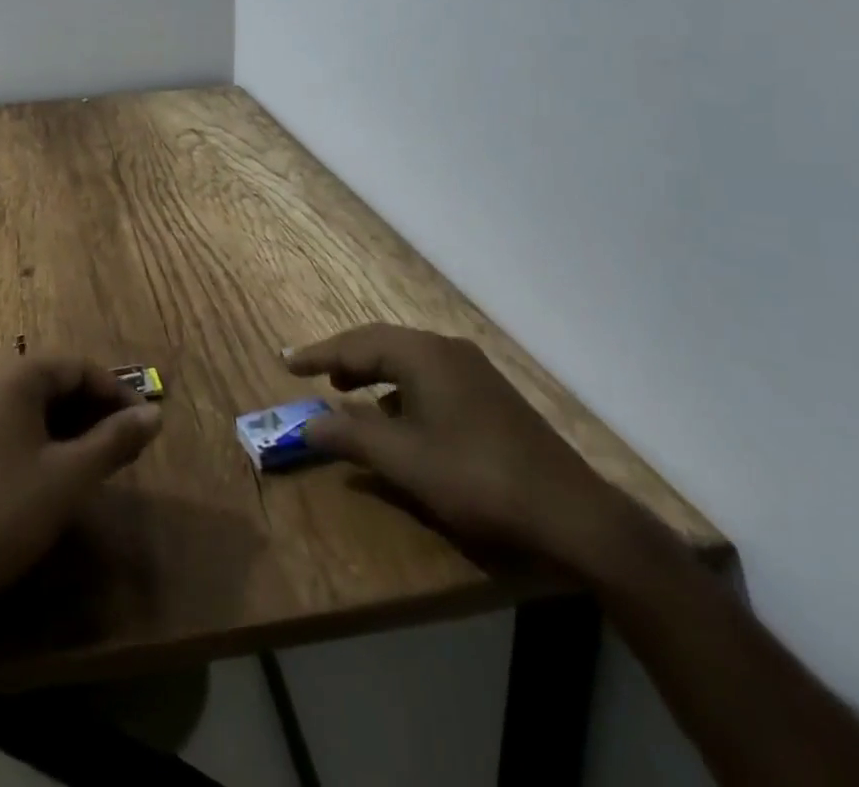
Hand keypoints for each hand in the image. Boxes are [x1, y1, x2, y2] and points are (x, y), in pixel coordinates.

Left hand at [0, 354, 163, 623]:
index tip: (146, 426)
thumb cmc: (3, 516)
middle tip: (128, 448)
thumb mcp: (70, 478)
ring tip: (100, 462)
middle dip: (95, 412)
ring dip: (70, 427)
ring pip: (32, 405)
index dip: (118, 395)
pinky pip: (8, 423)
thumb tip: (154, 415)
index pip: (79, 368)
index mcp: (13, 375)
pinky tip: (56, 472)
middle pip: (54, 382)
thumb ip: (115, 440)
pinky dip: (40, 438)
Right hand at [286, 324, 633, 575]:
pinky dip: (401, 389)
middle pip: (382, 344)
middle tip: (313, 375)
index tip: (285, 363)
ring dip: (373, 373)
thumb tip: (307, 426)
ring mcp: (473, 371)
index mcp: (423, 355)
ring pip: (408, 360)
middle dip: (345, 359)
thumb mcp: (404, 462)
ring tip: (348, 393)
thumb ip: (350, 439)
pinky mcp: (490, 395)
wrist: (573, 514)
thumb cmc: (476, 478)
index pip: (356, 344)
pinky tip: (399, 419)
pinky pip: (430, 377)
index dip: (318, 355)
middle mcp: (447, 350)